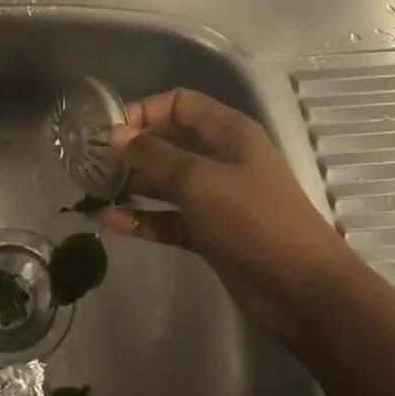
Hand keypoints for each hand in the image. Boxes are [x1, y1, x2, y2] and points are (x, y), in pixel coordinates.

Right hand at [103, 89, 349, 344]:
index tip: (111, 131)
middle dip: (133, 149)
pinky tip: (111, 222)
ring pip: (167, 182)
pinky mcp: (210, 234)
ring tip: (93, 189)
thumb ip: (155, 156)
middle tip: (91, 162)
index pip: (180, 104)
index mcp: (228, 133)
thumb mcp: (201, 181)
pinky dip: (144, 218)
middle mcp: (221, 159)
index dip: (146, 111)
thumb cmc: (254, 220)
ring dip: (133, 184)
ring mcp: (216, 198)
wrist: (302, 291)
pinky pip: (169, 218)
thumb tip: (117, 134)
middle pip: (170, 141)